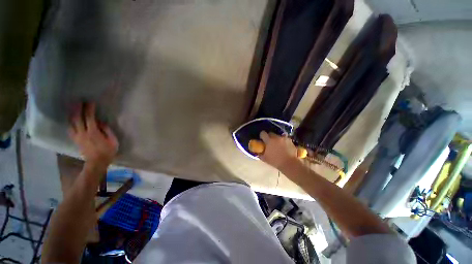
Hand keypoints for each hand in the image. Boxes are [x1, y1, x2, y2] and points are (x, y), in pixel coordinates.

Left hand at [68, 103, 118, 170]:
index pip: (90, 118)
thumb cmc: (108, 151)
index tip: (90, 102)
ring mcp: (77, 137)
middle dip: (77, 109)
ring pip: (71, 123)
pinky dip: (70, 123)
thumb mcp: (113, 141)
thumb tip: (101, 122)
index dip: (89, 109)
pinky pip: (70, 129)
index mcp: (93, 133)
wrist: (97, 163)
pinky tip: (71, 120)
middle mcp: (83, 133)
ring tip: (72, 108)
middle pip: (77, 119)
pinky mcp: (76, 140)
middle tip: (78, 101)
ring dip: (71, 115)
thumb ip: (107, 130)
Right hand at [259, 131, 297, 169]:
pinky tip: (284, 147)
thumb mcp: (265, 158)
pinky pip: (285, 139)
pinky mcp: (290, 141)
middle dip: (269, 137)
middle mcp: (276, 137)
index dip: (262, 135)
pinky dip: (283, 142)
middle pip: (271, 133)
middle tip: (269, 142)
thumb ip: (260, 153)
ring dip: (277, 139)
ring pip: (278, 136)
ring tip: (277, 145)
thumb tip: (257, 151)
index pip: (263, 133)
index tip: (262, 139)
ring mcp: (284, 138)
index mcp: (269, 140)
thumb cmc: (275, 161)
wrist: (289, 163)